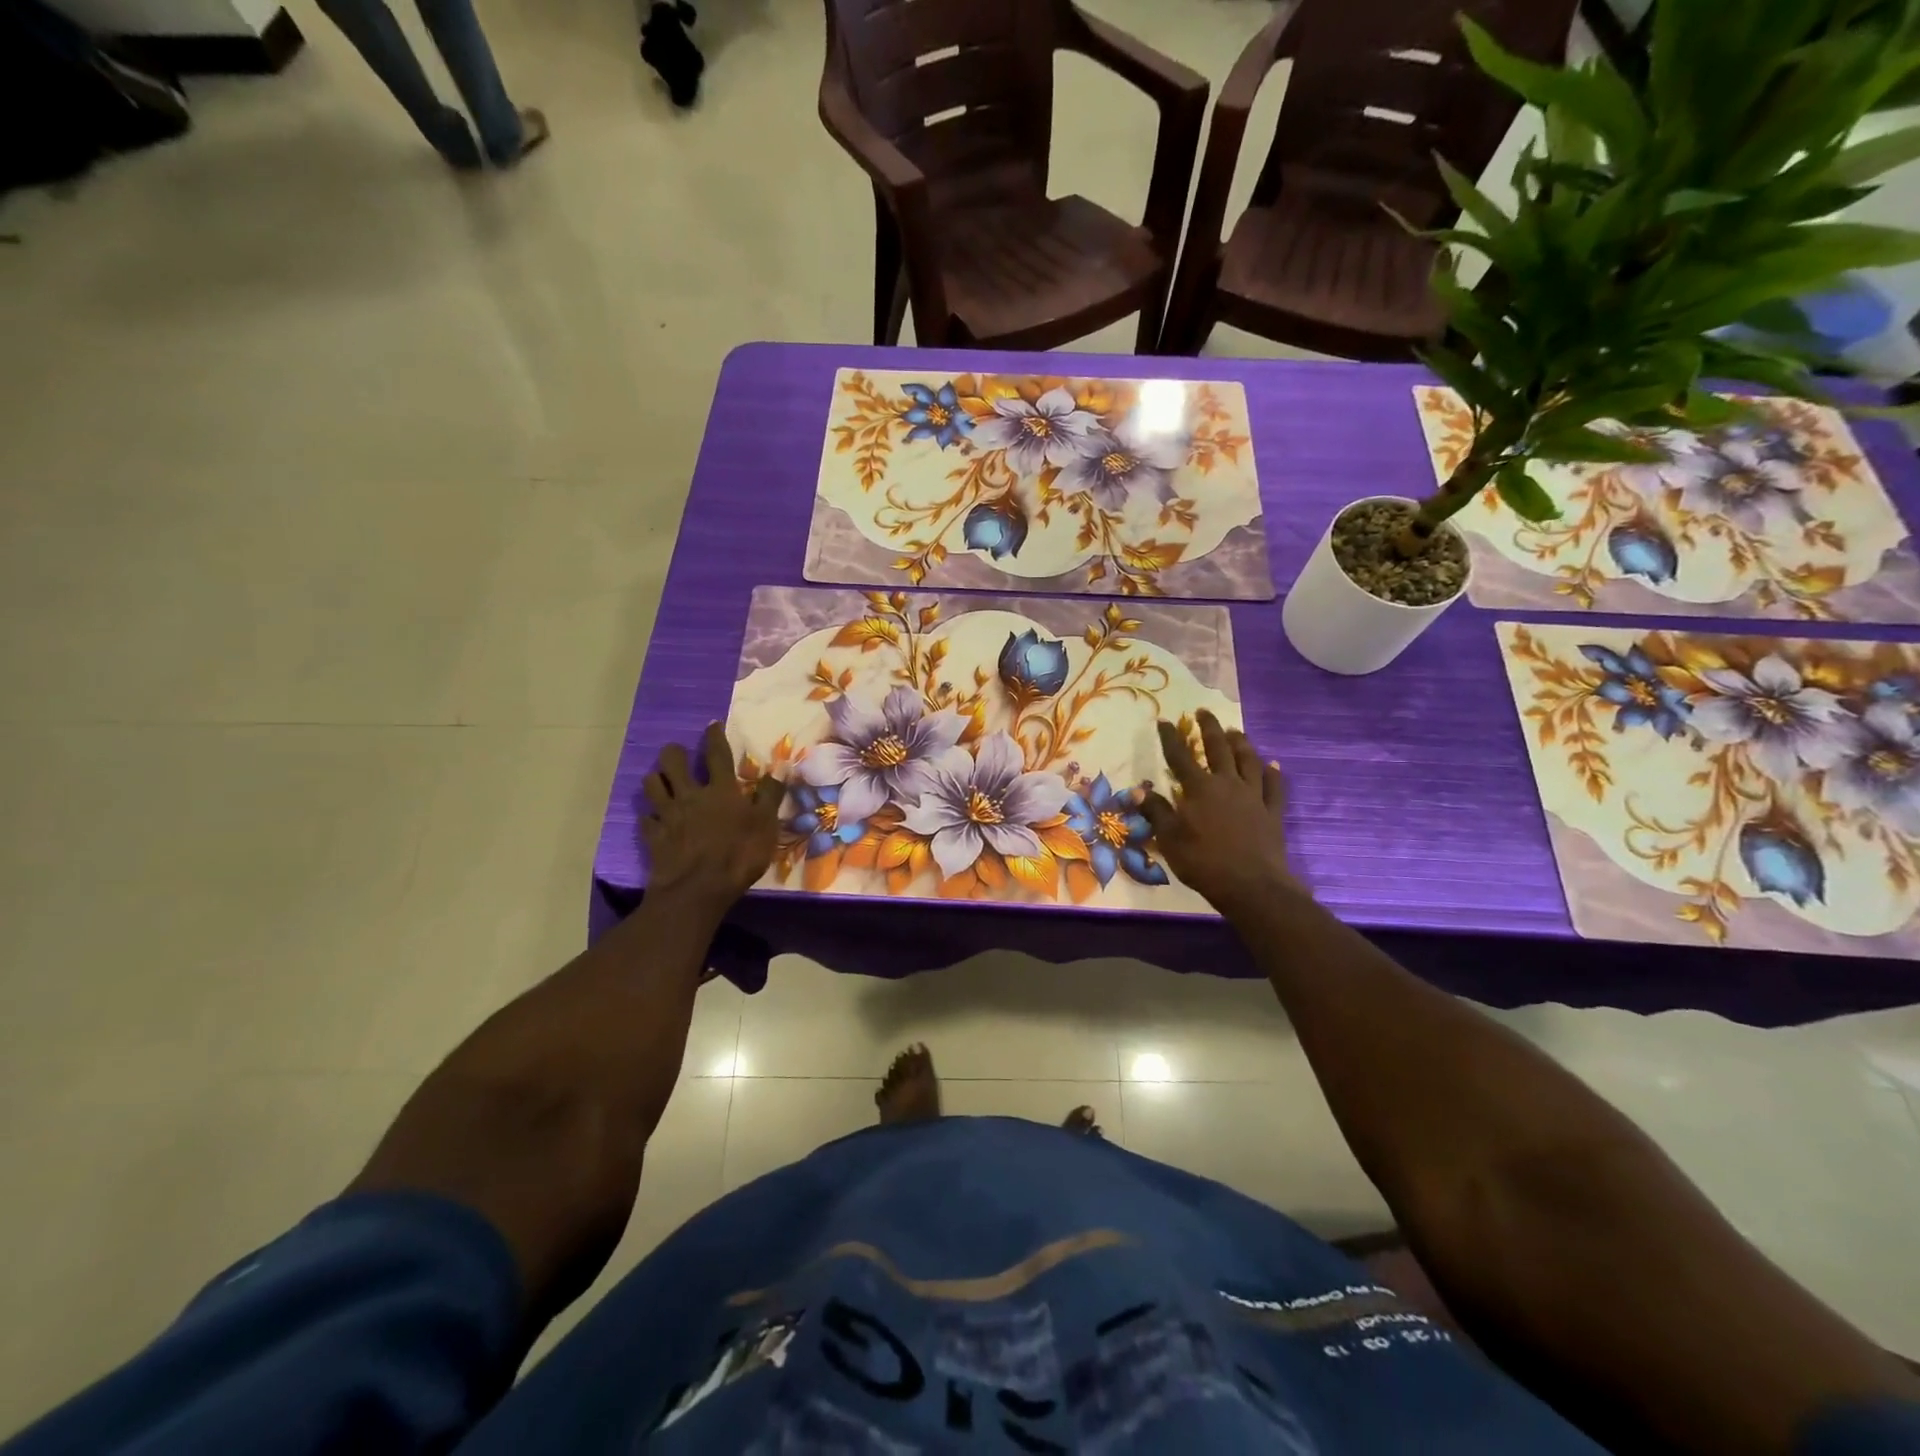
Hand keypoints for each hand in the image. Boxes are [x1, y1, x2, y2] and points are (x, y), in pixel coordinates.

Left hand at [642, 723, 782, 910]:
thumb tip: (777, 772)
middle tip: (678, 753)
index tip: (712, 724)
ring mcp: (668, 815)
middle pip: (672, 762)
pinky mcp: (654, 836)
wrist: (697, 890)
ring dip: (657, 779)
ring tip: (662, 781)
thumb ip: (770, 797)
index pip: (717, 754)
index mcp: (721, 790)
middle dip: (674, 752)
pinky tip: (655, 819)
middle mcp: (690, 795)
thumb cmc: (739, 855)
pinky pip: (646, 819)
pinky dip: (650, 816)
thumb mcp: (766, 826)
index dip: (715, 737)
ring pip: (652, 784)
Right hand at [1141, 711, 1298, 913]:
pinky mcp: (1273, 812)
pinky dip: (1273, 773)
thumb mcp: (1170, 839)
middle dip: (1209, 728)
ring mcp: (1254, 796)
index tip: (1164, 721)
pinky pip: (1275, 786)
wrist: (1251, 885)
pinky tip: (1272, 764)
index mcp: (1199, 789)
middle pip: (1219, 749)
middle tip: (1204, 712)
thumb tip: (1136, 791)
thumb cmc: (1203, 862)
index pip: (1180, 756)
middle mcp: (1227, 784)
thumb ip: (1156, 812)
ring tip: (1235, 731)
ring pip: (1249, 761)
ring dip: (1241, 743)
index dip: (1170, 738)